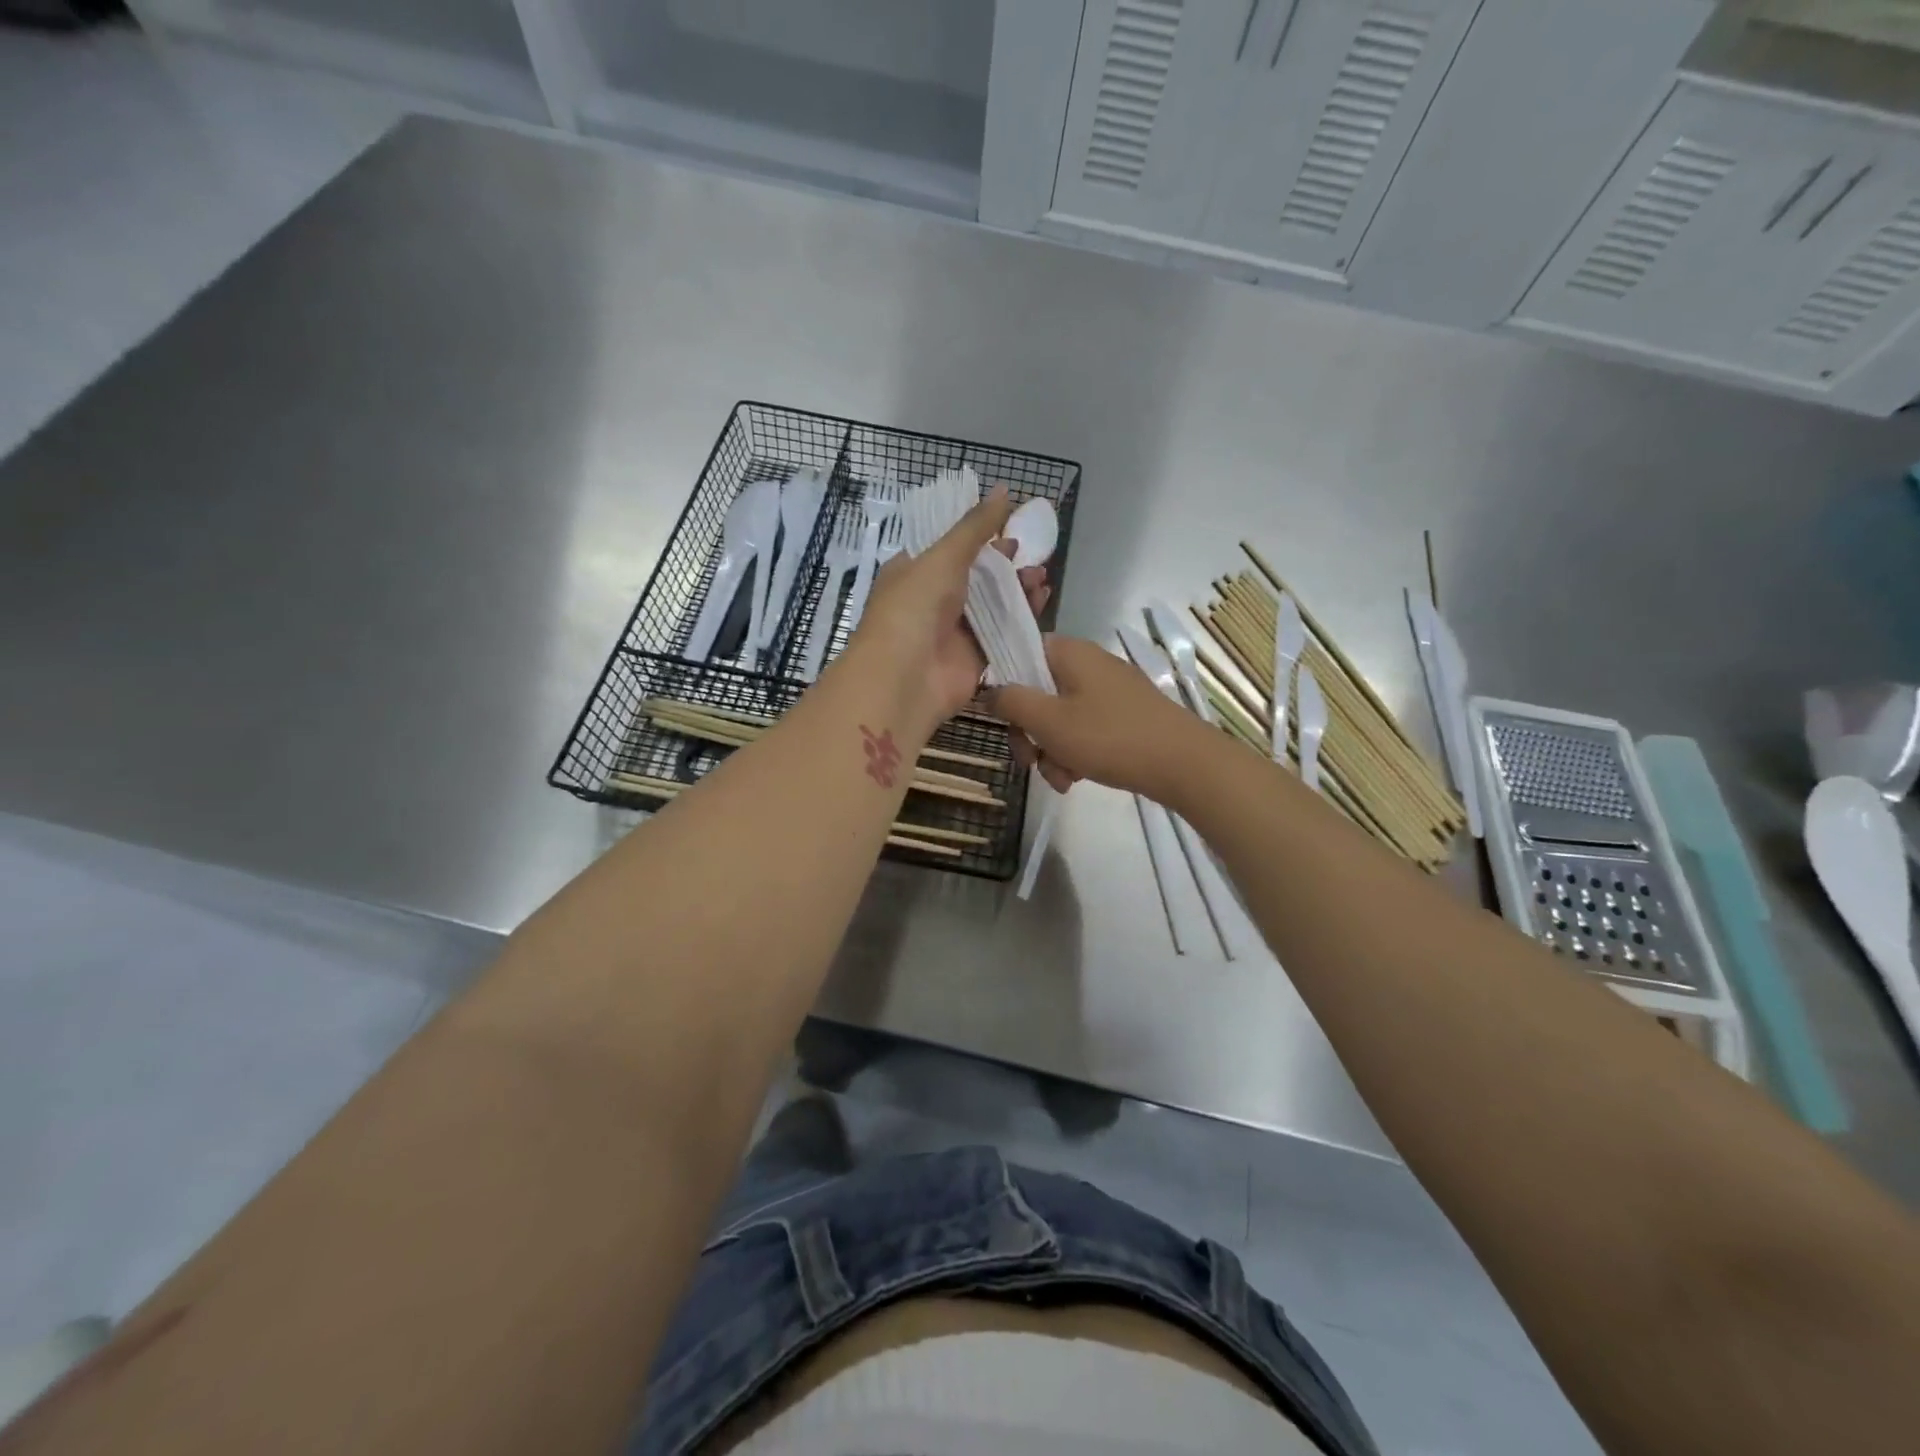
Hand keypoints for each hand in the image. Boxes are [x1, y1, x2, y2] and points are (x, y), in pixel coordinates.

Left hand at [850, 486, 1050, 726]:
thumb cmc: (915, 606)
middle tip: (1033, 554)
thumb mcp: (943, 556)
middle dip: (1005, 564)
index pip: (950, 548)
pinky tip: (1042, 600)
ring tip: (1041, 576)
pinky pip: (1003, 633)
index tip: (1011, 526)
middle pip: (977, 577)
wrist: (905, 677)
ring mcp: (953, 632)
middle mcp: (932, 601)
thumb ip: (976, 527)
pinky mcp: (974, 659)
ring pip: (993, 605)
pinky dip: (1023, 617)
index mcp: (914, 572)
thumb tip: (1005, 490)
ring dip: (1018, 589)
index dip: (980, 536)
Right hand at [989, 636, 1208, 800]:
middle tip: (1031, 762)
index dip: (1006, 687)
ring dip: (1052, 751)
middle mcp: (1089, 664)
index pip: (1021, 654)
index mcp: (1070, 653)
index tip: (1004, 721)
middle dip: (1030, 733)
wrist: (1183, 763)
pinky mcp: (1125, 715)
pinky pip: (1086, 729)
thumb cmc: (1109, 737)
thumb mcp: (1048, 721)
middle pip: (1038, 692)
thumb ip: (1011, 701)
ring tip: (1062, 780)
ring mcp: (1110, 690)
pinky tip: (1078, 779)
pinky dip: (1076, 753)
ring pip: (1060, 717)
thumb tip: (989, 690)